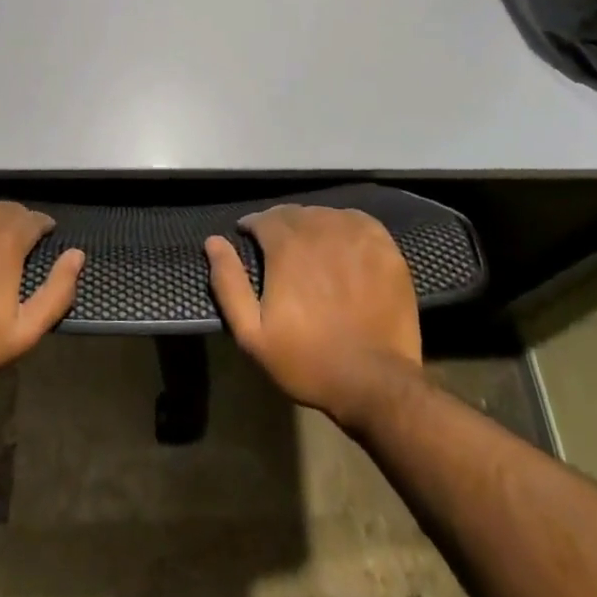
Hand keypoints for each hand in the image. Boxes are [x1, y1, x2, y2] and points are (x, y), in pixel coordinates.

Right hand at [206, 205, 422, 427]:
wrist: (375, 382)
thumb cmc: (308, 360)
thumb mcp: (253, 334)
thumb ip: (229, 283)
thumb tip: (213, 241)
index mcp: (286, 245)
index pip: (263, 218)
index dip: (253, 227)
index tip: (249, 240)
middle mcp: (319, 228)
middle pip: (293, 214)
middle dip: (280, 226)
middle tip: (279, 249)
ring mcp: (355, 234)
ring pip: (324, 215)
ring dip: (311, 225)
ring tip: (310, 248)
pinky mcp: (383, 245)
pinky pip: (356, 221)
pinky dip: (343, 226)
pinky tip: (341, 245)